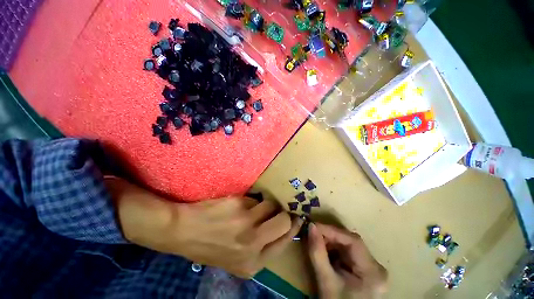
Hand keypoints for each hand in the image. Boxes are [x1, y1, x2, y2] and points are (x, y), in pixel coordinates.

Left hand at [106, 177, 302, 277]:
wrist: (183, 232)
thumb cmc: (211, 245)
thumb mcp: (238, 258)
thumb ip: (261, 246)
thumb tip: (283, 227)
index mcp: (253, 263)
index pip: (285, 241)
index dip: (292, 227)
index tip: (295, 216)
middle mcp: (253, 244)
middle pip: (283, 221)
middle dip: (282, 214)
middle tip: (276, 210)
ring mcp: (247, 223)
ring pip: (270, 206)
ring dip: (265, 205)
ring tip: (251, 209)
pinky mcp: (240, 206)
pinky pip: (256, 199)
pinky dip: (252, 201)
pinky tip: (239, 206)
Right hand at [307, 223, 386, 298]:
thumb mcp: (326, 281)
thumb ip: (317, 252)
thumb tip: (310, 226)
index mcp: (372, 272)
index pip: (353, 241)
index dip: (332, 230)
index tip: (313, 225)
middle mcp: (376, 267)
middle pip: (351, 242)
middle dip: (330, 236)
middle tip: (312, 233)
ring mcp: (372, 268)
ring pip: (349, 245)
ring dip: (331, 242)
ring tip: (316, 242)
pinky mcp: (365, 270)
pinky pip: (348, 253)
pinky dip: (335, 250)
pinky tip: (325, 252)